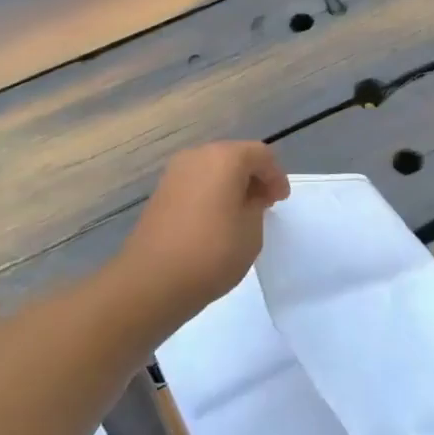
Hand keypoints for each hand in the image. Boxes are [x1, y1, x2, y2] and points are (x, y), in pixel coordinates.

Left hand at [117, 141, 289, 328]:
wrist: (153, 280)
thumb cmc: (212, 252)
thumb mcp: (251, 230)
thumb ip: (256, 205)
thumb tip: (248, 197)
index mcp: (224, 158)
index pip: (261, 154)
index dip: (276, 175)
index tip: (280, 201)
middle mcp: (196, 156)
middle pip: (234, 156)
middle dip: (253, 177)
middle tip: (265, 204)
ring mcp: (174, 174)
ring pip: (212, 169)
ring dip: (231, 185)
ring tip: (241, 214)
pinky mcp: (160, 193)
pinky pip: (195, 184)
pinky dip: (211, 194)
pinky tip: (216, 220)